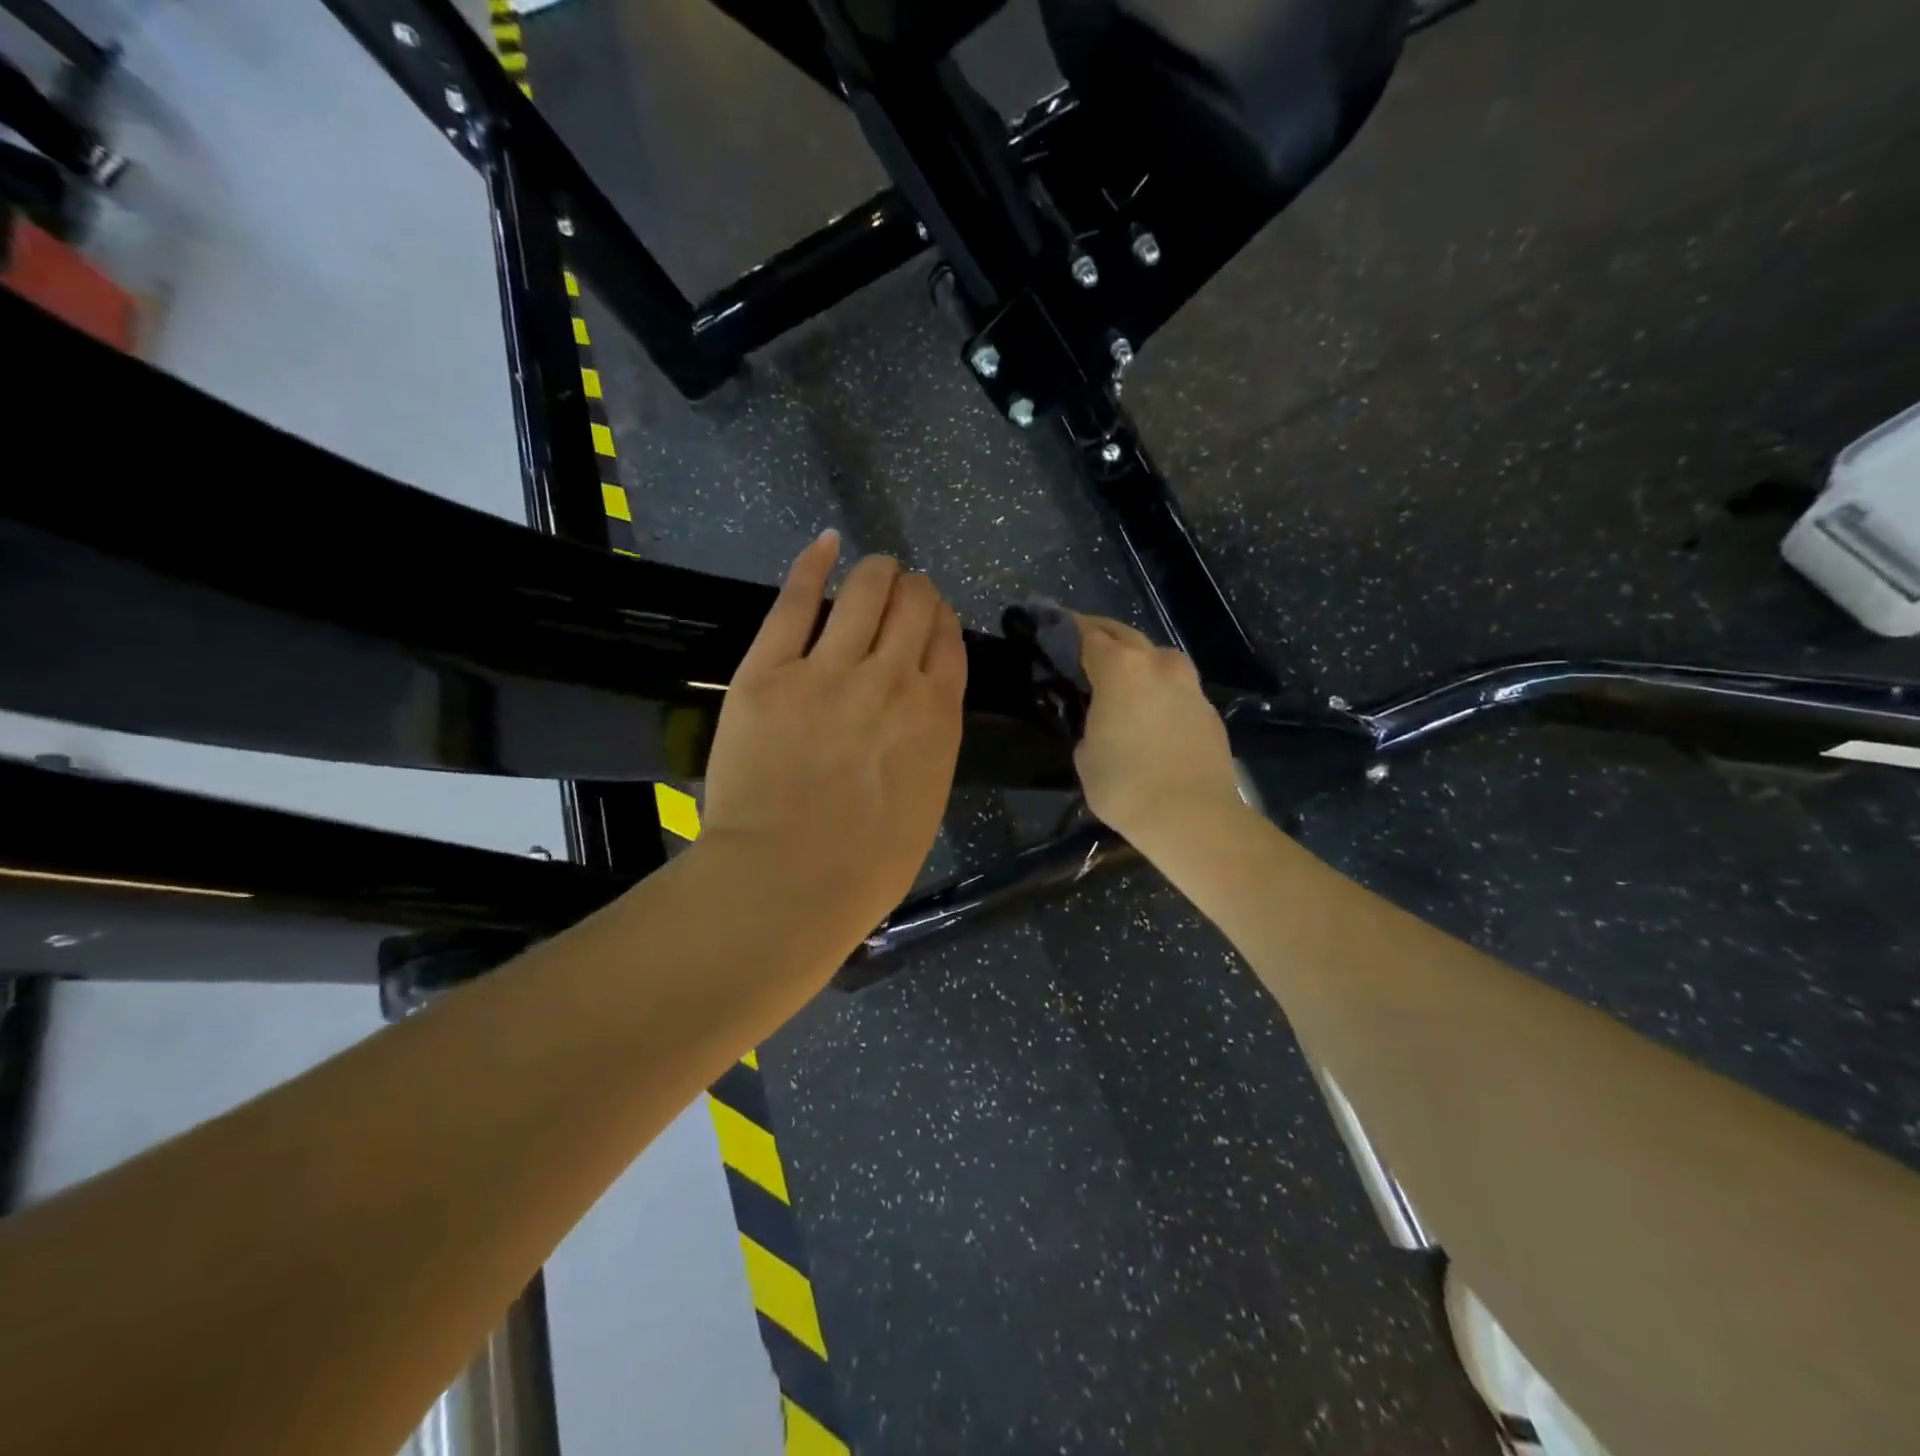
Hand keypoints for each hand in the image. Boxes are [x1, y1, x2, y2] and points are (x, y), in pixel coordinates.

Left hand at [701, 531, 966, 946]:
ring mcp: (829, 668)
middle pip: (914, 605)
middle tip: (902, 590)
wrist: (788, 882)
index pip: (948, 642)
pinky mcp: (769, 670)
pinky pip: (795, 602)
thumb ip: (928, 747)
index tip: (931, 616)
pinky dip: (813, 565)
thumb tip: (918, 714)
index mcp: (937, 716)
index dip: (941, 620)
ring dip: (876, 571)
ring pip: (865, 589)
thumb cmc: (865, 867)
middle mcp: (892, 678)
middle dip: (914, 589)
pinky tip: (824, 545)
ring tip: (873, 567)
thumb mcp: (925, 804)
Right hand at [1071, 614, 1244, 850]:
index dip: (1069, 629)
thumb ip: (1090, 723)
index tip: (1056, 629)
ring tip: (1123, 679)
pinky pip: (1177, 688)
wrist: (1192, 816)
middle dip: (1103, 635)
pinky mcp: (1209, 710)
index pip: (1088, 634)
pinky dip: (1160, 690)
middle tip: (1084, 645)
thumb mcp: (1085, 754)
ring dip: (1139, 660)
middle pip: (1126, 635)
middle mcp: (1158, 664)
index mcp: (1120, 668)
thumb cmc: (1124, 785)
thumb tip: (1103, 720)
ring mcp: (1189, 685)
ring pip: (1159, 658)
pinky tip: (1151, 713)